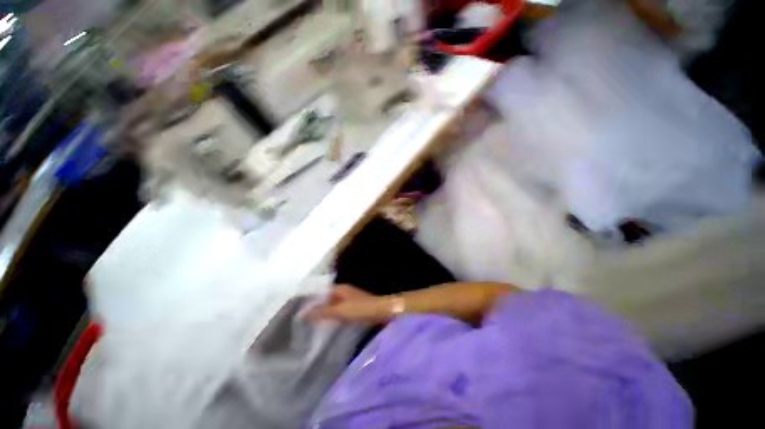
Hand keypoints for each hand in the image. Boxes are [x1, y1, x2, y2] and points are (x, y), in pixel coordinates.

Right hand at [306, 284, 391, 324]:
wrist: (382, 312)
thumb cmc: (361, 309)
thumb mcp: (340, 311)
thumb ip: (322, 312)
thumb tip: (302, 314)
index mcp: (340, 288)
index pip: (320, 292)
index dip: (310, 299)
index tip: (297, 309)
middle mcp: (344, 292)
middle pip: (326, 298)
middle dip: (315, 307)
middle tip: (300, 320)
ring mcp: (350, 299)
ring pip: (332, 305)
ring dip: (323, 313)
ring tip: (309, 325)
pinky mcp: (355, 308)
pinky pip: (339, 311)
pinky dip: (332, 317)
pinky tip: (326, 326)